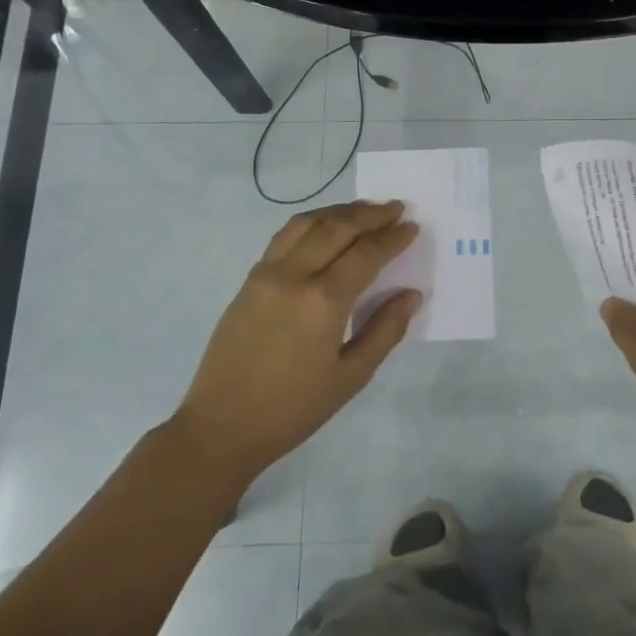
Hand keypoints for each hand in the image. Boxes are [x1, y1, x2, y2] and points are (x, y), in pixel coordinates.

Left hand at [168, 200, 419, 491]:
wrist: (222, 426)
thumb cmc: (293, 408)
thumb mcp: (351, 377)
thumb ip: (385, 330)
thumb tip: (411, 294)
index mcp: (323, 301)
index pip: (366, 253)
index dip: (393, 238)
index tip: (413, 226)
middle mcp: (293, 275)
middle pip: (337, 227)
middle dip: (370, 214)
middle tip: (397, 208)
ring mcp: (266, 273)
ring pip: (306, 223)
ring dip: (339, 211)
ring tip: (365, 210)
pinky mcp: (249, 280)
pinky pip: (284, 237)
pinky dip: (311, 223)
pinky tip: (325, 228)